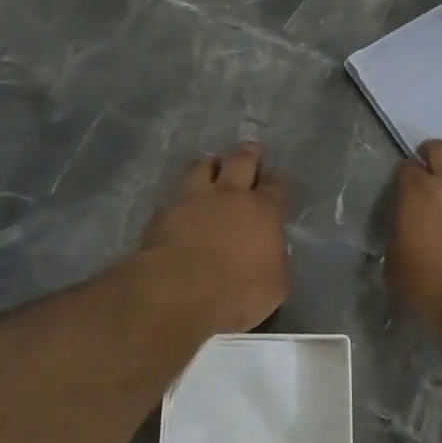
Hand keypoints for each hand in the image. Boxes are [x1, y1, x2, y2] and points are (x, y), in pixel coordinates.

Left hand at [134, 142, 290, 334]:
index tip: (277, 178)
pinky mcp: (163, 212)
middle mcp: (229, 195)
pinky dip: (181, 194)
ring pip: (203, 166)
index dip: (278, 180)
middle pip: (240, 161)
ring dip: (210, 165)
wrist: (179, 290)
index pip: (276, 186)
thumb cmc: (237, 292)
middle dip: (248, 153)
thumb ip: (276, 262)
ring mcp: (193, 199)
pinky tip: (181, 201)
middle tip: (251, 150)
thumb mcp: (274, 287)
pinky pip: (175, 193)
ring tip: (211, 166)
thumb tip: (272, 253)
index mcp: (263, 211)